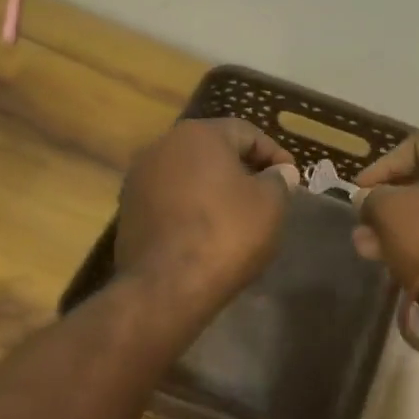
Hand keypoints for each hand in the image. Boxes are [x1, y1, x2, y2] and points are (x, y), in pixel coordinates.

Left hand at [116, 119, 299, 310]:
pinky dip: (191, 209)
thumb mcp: (270, 205)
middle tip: (266, 195)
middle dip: (242, 169)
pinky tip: (207, 233)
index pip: (246, 132)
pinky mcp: (127, 211)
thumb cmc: (226, 234)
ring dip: (214, 189)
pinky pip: (170, 200)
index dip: (274, 154)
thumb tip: (280, 172)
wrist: (167, 286)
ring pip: (188, 175)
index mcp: (198, 135)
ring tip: (237, 216)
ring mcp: (139, 179)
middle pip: (212, 151)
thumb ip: (279, 181)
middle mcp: (162, 146)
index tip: (291, 178)